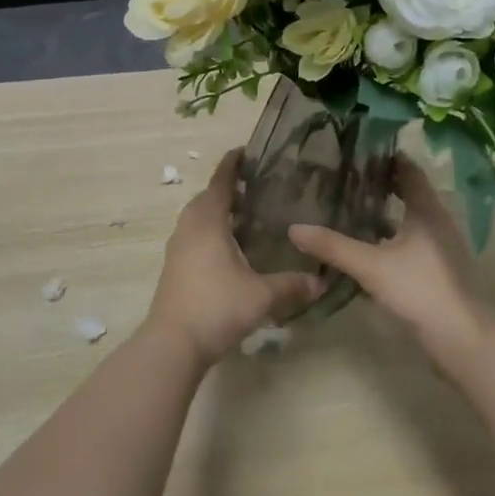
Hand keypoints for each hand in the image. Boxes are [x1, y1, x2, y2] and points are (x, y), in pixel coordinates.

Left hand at [148, 150, 323, 363]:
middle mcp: (189, 227)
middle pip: (207, 197)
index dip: (232, 164)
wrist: (173, 343)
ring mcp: (177, 247)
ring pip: (198, 217)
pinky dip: (210, 230)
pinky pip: (193, 235)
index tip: (246, 151)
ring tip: (246, 215)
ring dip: (217, 210)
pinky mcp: (174, 266)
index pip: (220, 182)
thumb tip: (321, 280)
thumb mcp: (261, 296)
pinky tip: (230, 247)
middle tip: (256, 187)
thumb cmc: (217, 307)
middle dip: (227, 188)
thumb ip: (292, 285)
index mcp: (208, 222)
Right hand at [288, 155, 488, 369]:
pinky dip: (388, 237)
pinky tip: (365, 247)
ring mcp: (439, 248)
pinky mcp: (436, 270)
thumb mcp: (371, 265)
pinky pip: (409, 242)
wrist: (462, 338)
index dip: (385, 158)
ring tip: (348, 208)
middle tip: (344, 178)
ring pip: (408, 219)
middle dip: (379, 184)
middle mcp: (437, 222)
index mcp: (427, 210)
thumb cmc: (420, 289)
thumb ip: (333, 246)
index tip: (357, 151)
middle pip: (408, 192)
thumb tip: (294, 229)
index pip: (408, 170)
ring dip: (383, 212)